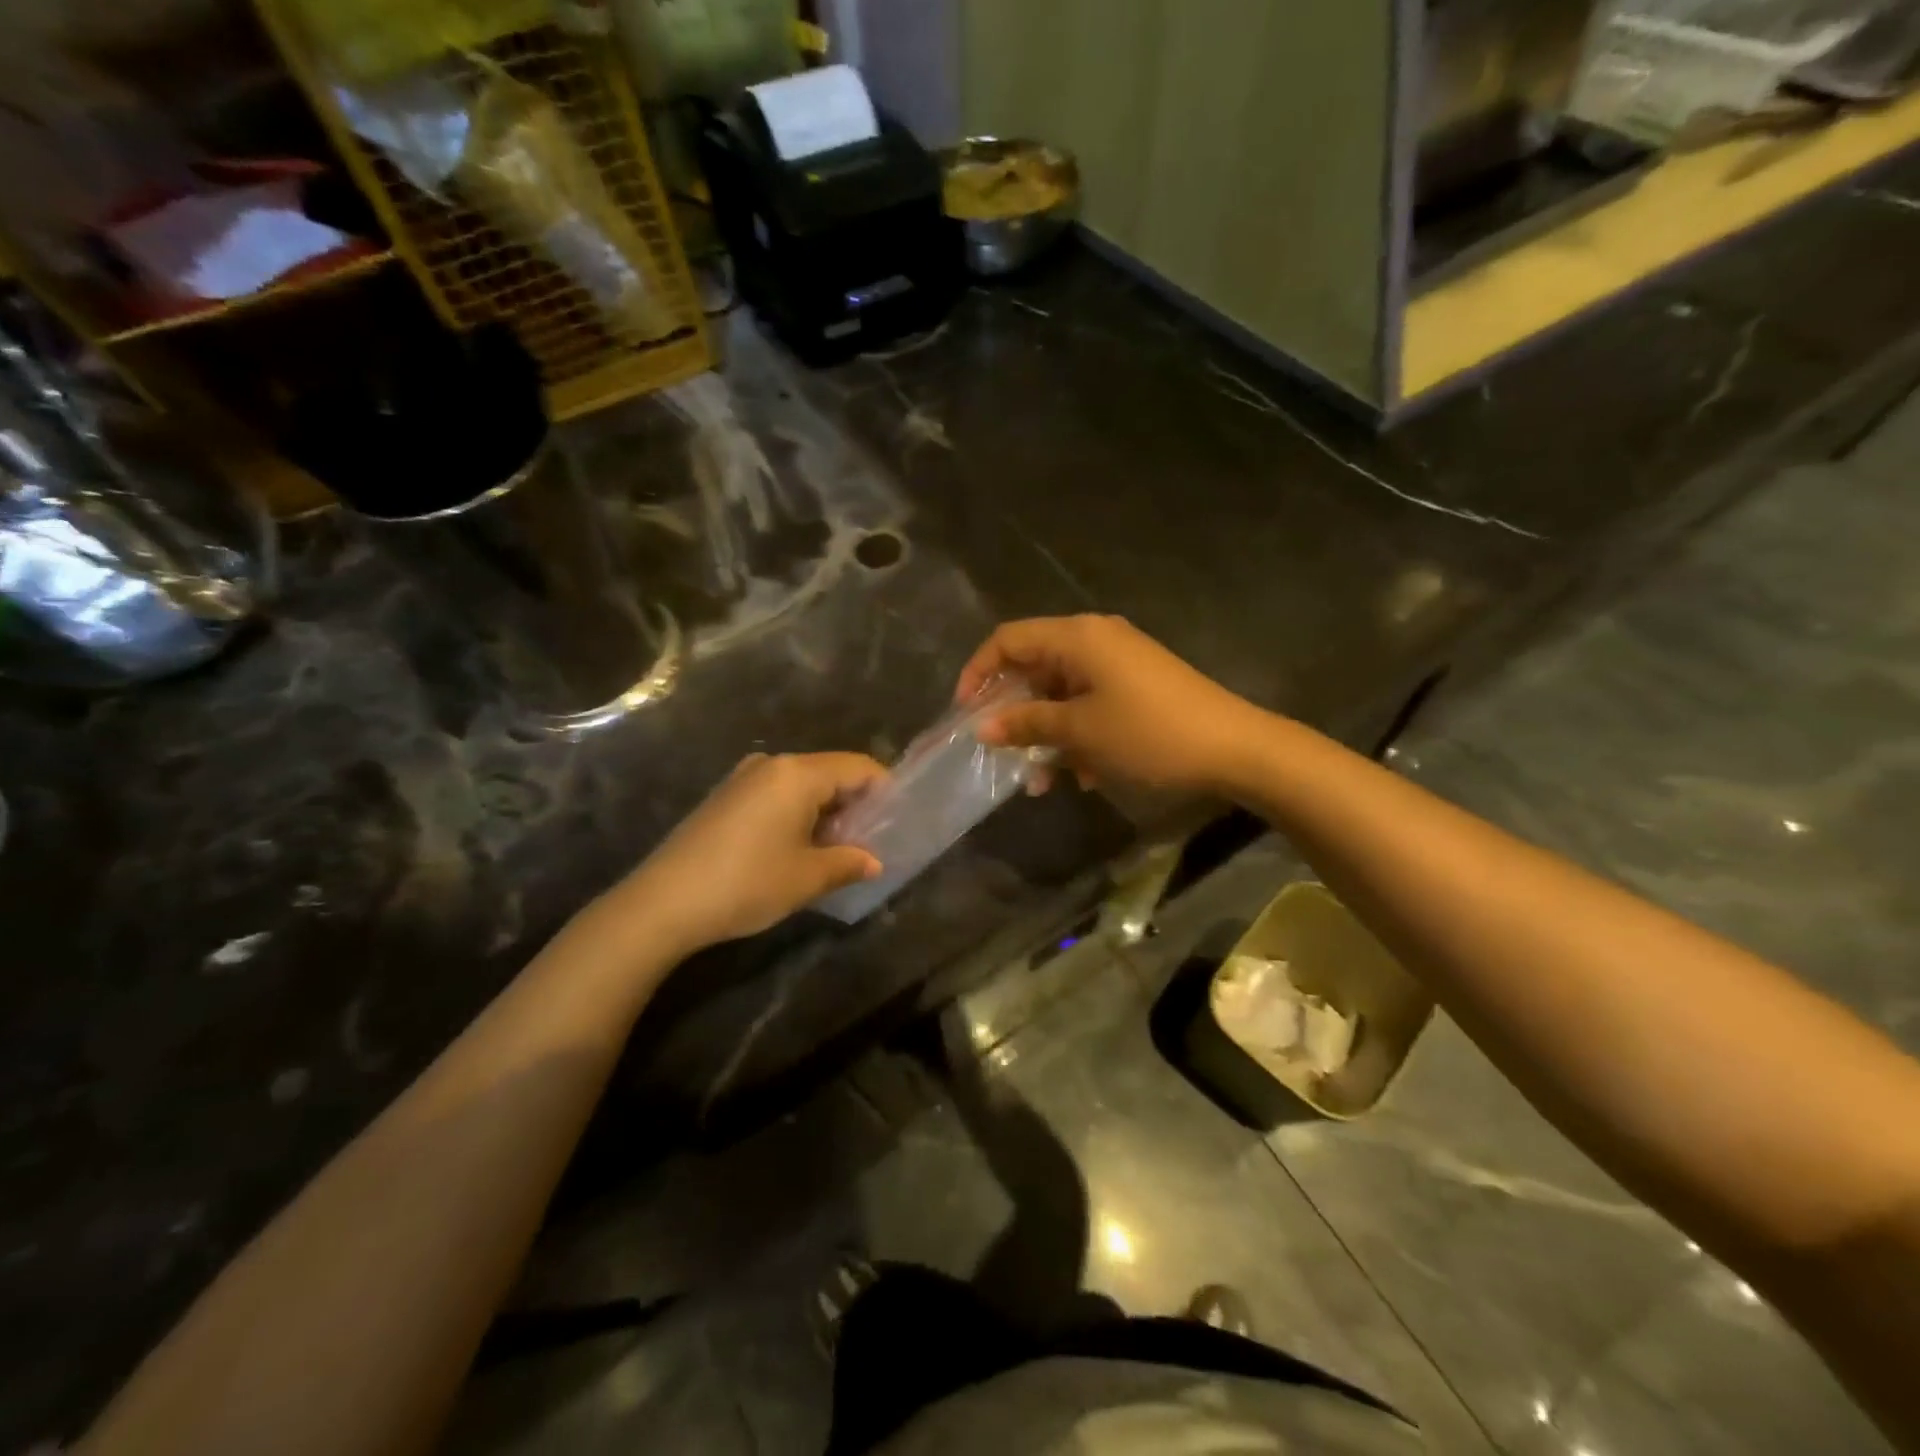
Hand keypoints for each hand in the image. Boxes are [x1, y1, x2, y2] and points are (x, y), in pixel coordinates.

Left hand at [609, 753, 886, 955]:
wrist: (663, 903)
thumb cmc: (747, 883)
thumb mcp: (807, 878)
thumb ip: (848, 863)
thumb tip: (873, 862)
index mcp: (798, 773)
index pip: (858, 768)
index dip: (884, 791)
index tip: (897, 822)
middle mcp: (771, 764)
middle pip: (830, 773)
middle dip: (854, 805)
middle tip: (870, 842)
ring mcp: (743, 778)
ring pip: (803, 785)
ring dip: (825, 812)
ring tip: (836, 850)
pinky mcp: (725, 797)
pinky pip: (776, 795)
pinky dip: (797, 815)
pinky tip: (797, 848)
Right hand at [957, 616, 1269, 794]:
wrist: (1235, 748)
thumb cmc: (1148, 733)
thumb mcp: (1080, 731)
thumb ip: (1027, 723)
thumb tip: (983, 726)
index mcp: (1078, 637)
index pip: (1008, 639)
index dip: (979, 672)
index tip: (964, 713)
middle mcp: (1096, 640)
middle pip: (1035, 666)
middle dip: (1015, 713)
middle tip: (1002, 752)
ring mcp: (1120, 663)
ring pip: (1063, 693)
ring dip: (1047, 734)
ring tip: (1044, 780)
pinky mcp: (1138, 687)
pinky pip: (1091, 704)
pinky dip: (1079, 735)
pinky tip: (1085, 775)